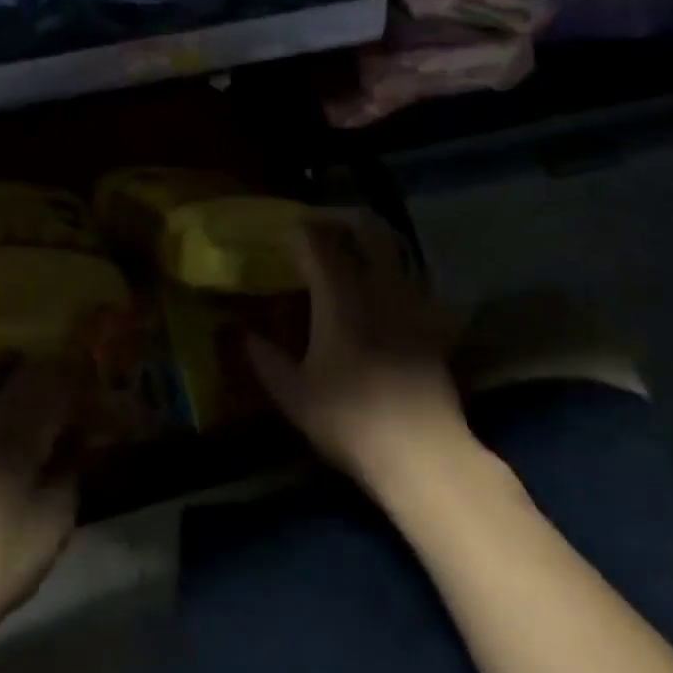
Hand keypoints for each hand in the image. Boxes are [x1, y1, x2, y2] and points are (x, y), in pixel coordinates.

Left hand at [0, 355, 80, 648]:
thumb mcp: (50, 528)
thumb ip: (68, 474)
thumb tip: (77, 440)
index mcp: (15, 435)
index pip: (51, 384)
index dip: (71, 376)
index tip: (84, 378)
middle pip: (8, 371)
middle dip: (35, 366)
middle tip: (50, 372)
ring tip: (8, 373)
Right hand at [246, 211, 476, 498]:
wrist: (422, 453)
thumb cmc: (349, 421)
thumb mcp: (292, 394)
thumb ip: (263, 356)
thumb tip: (237, 331)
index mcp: (340, 297)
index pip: (318, 243)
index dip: (298, 230)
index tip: (282, 232)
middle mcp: (379, 287)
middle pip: (367, 229)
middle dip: (341, 218)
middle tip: (319, 227)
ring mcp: (413, 302)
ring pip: (396, 247)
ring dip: (372, 237)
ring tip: (352, 247)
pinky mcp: (435, 322)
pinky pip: (416, 278)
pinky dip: (397, 269)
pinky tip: (386, 286)